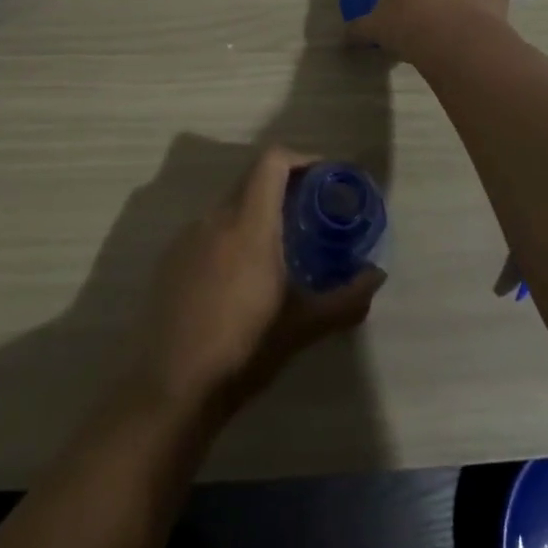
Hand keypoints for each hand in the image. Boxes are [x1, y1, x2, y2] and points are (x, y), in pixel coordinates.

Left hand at [126, 145, 384, 421]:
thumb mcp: (303, 326)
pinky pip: (208, 229)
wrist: (171, 389)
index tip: (324, 177)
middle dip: (284, 186)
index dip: (301, 158)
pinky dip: (231, 234)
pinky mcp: (170, 259)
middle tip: (310, 212)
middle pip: (252, 178)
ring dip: (257, 211)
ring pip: (230, 205)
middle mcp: (215, 218)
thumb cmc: (243, 350)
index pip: (272, 160)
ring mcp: (187, 237)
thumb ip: (346, 299)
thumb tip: (376, 277)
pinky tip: (240, 275)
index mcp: (249, 224)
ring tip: (279, 247)